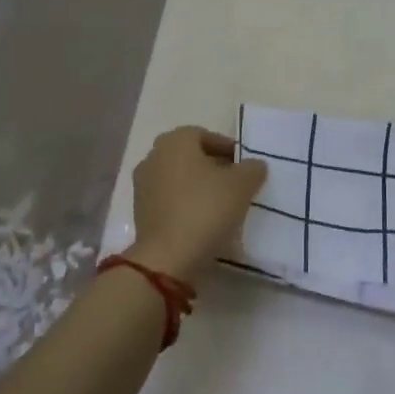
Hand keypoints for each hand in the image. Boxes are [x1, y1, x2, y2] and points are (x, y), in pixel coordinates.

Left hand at [129, 127, 267, 279]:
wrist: (167, 257)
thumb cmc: (205, 210)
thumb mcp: (241, 186)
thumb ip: (252, 169)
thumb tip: (254, 165)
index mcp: (175, 141)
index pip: (205, 135)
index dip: (228, 148)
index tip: (245, 166)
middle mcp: (153, 156)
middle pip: (190, 156)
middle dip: (213, 166)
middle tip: (236, 183)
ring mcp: (143, 185)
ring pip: (179, 178)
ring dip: (199, 186)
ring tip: (222, 204)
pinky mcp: (140, 211)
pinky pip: (169, 199)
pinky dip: (186, 204)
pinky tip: (203, 220)